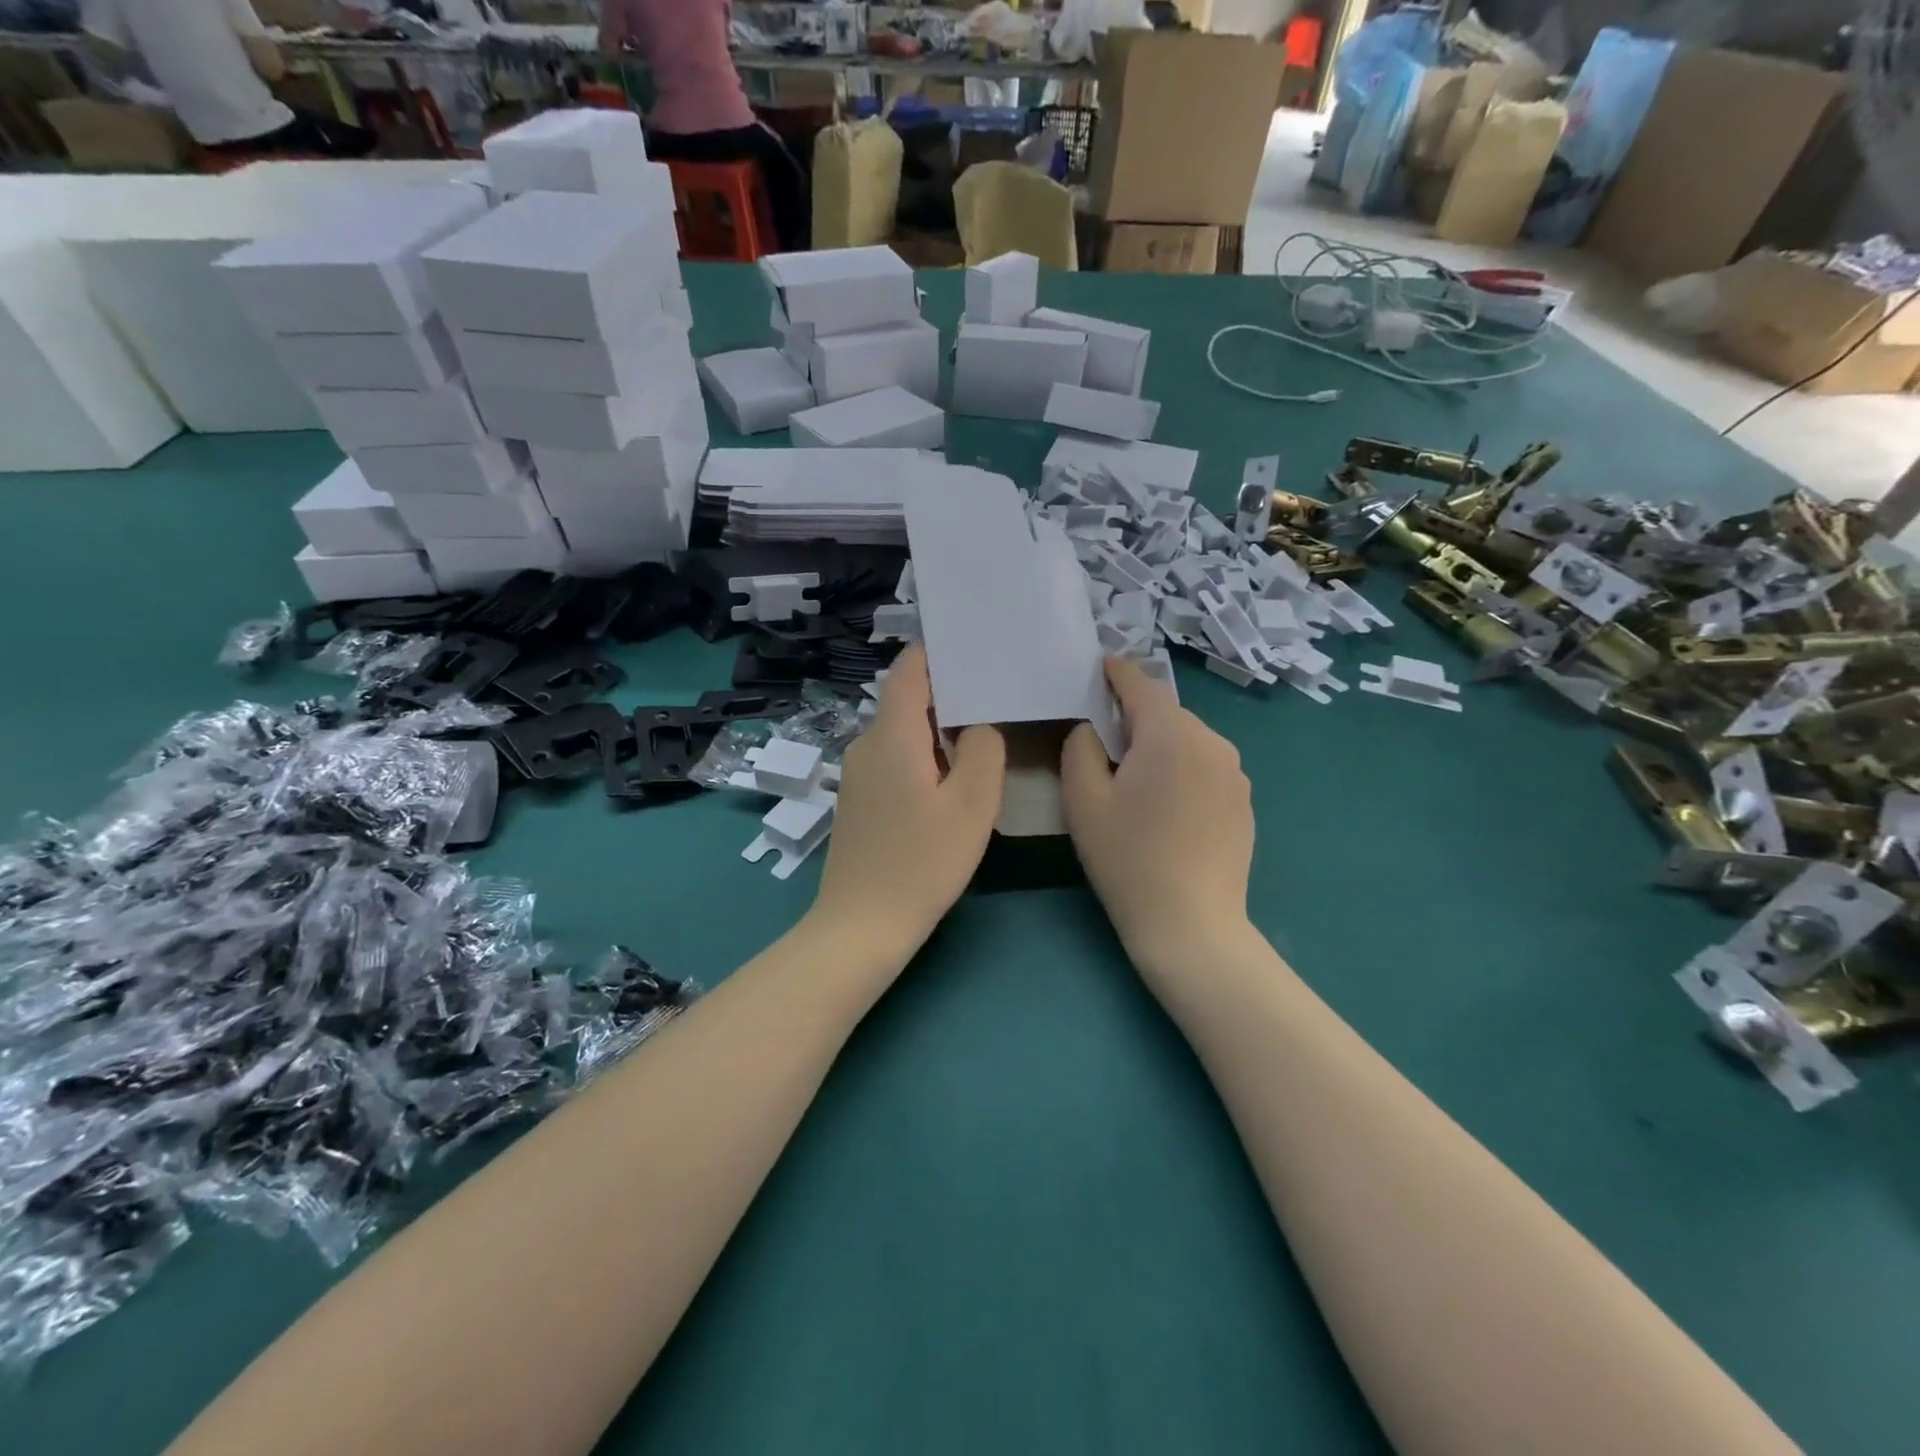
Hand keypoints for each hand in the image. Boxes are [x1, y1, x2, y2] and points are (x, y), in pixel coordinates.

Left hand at [811, 646, 1006, 957]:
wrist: (861, 925)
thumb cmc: (922, 861)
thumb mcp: (972, 804)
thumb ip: (984, 750)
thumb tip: (978, 726)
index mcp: (892, 735)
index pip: (909, 670)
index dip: (938, 653)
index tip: (974, 650)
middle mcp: (866, 744)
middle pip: (906, 701)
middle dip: (948, 695)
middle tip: (994, 698)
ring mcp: (856, 775)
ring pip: (900, 734)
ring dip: (936, 732)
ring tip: (979, 739)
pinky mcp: (857, 802)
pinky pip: (892, 760)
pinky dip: (921, 758)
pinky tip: (946, 783)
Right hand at [1060, 658, 1254, 985]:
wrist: (1191, 923)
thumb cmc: (1127, 859)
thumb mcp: (1083, 800)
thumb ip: (1080, 747)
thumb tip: (1093, 728)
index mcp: (1170, 735)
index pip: (1141, 685)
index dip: (1117, 672)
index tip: (1100, 665)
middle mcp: (1212, 742)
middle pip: (1166, 713)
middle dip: (1136, 715)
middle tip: (1105, 738)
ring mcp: (1235, 773)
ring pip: (1188, 739)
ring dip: (1161, 744)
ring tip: (1136, 776)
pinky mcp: (1244, 800)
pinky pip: (1206, 766)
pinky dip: (1183, 768)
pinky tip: (1167, 806)